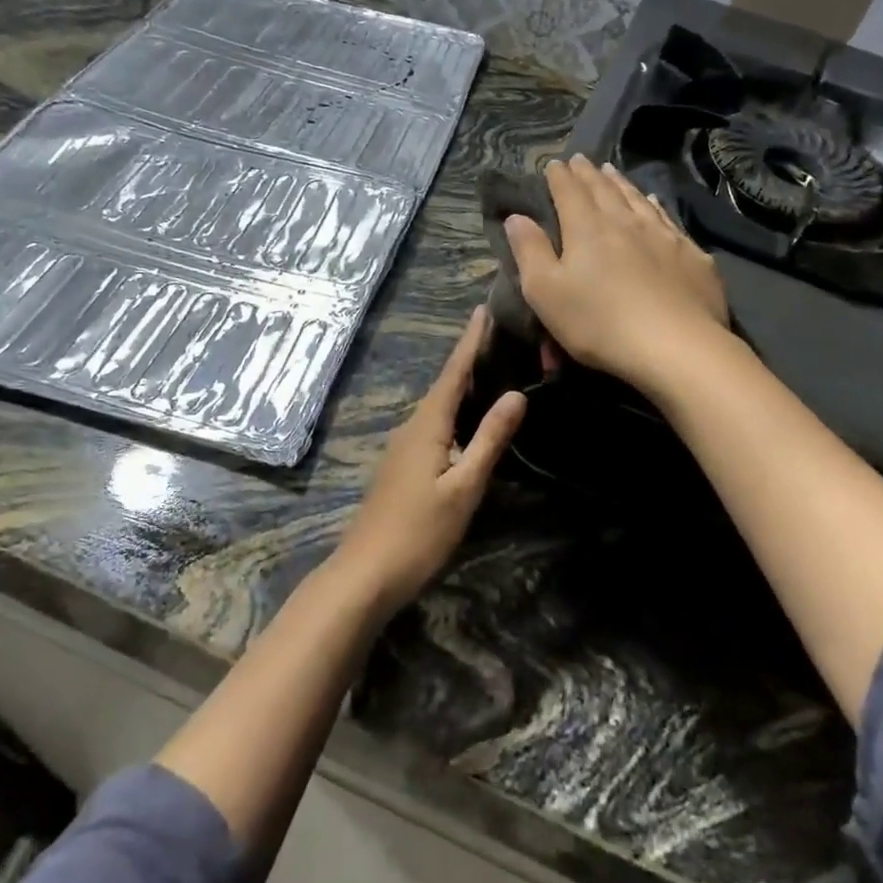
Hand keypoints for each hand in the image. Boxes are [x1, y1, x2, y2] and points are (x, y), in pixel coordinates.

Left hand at [332, 308, 525, 612]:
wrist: (366, 572)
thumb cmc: (419, 531)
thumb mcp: (464, 487)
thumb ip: (489, 440)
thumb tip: (516, 394)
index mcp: (427, 425)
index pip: (453, 373)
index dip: (469, 341)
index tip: (482, 309)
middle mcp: (412, 427)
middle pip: (444, 384)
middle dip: (468, 357)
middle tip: (498, 334)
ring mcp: (403, 447)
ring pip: (438, 406)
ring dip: (461, 384)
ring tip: (490, 368)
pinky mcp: (403, 466)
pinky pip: (433, 424)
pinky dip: (454, 410)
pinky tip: (468, 419)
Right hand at [505, 154, 728, 394]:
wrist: (676, 347)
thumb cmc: (599, 323)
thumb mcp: (546, 293)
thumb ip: (529, 251)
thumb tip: (516, 216)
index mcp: (587, 229)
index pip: (569, 192)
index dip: (560, 177)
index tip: (554, 163)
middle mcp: (625, 222)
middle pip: (604, 190)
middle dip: (588, 174)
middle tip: (581, 160)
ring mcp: (663, 236)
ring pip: (637, 199)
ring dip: (621, 183)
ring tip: (611, 171)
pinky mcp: (691, 255)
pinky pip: (667, 219)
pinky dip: (655, 205)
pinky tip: (654, 202)